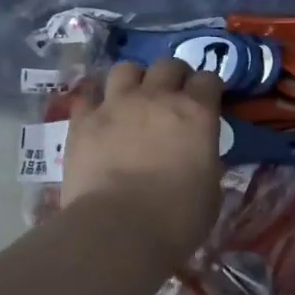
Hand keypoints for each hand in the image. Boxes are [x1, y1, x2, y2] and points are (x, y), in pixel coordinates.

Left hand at [63, 58, 224, 266]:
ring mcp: (116, 104)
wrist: (118, 229)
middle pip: (168, 65)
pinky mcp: (83, 120)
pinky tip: (99, 118)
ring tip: (133, 99)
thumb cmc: (177, 218)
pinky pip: (88, 97)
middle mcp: (156, 97)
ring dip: (133, 80)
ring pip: (125, 69)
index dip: (208, 89)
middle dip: (174, 76)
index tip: (207, 102)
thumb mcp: (210, 190)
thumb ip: (205, 160)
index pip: (209, 79)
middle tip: (172, 97)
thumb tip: (198, 155)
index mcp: (196, 112)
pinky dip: (96, 104)